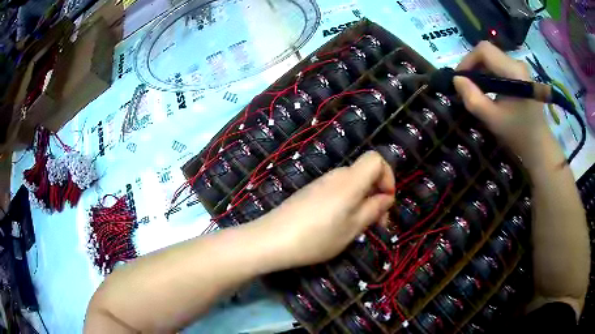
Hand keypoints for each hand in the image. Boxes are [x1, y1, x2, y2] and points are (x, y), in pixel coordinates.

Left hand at [257, 151, 395, 268]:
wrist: (271, 240)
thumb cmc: (316, 237)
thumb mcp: (352, 228)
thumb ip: (373, 209)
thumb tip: (386, 197)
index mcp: (350, 181)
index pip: (376, 159)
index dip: (388, 177)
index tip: (386, 202)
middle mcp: (336, 176)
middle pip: (365, 173)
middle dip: (376, 195)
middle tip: (375, 224)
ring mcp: (320, 183)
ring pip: (352, 184)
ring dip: (362, 202)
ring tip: (356, 228)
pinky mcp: (310, 192)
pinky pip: (337, 191)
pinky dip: (346, 203)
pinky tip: (337, 225)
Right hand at [453, 41, 551, 167]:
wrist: (540, 146)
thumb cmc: (518, 134)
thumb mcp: (493, 119)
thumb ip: (473, 98)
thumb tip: (456, 79)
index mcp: (513, 71)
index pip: (484, 50)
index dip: (468, 60)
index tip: (461, 78)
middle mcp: (517, 64)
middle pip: (488, 53)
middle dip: (473, 66)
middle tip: (466, 86)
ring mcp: (520, 69)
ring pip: (493, 59)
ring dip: (481, 71)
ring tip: (476, 90)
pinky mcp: (521, 75)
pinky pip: (500, 67)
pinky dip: (490, 75)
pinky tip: (489, 91)